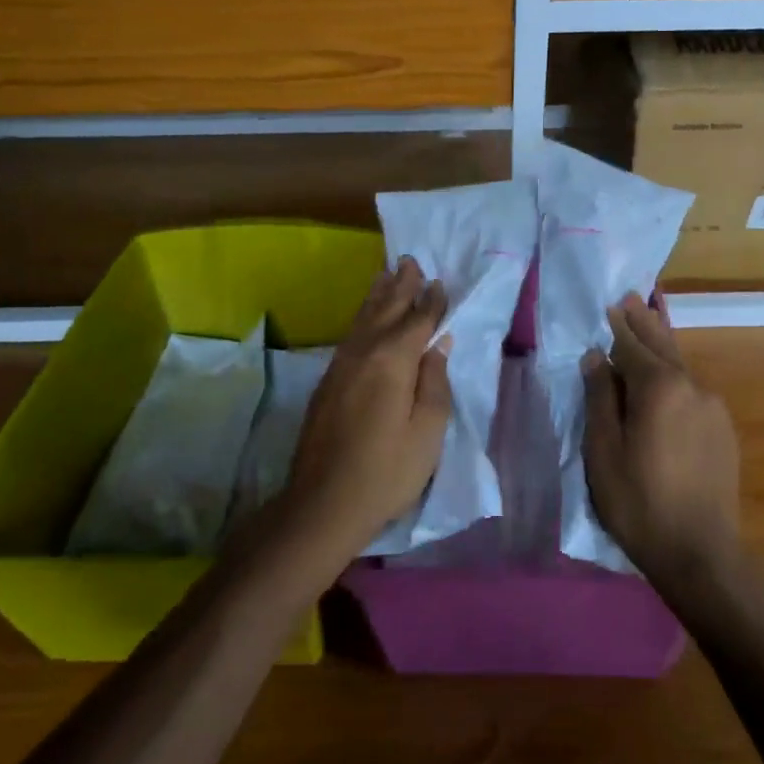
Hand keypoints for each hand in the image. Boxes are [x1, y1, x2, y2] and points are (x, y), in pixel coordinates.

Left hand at [285, 257, 454, 552]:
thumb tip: (437, 345)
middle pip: (386, 310)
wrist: (323, 503)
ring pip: (363, 319)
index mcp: (392, 361)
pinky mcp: (328, 381)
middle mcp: (363, 353)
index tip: (440, 282)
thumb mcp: (427, 432)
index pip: (417, 321)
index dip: (431, 302)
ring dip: (378, 295)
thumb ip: (434, 382)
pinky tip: (366, 318)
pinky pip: (351, 334)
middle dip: (401, 285)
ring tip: (387, 274)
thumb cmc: (386, 471)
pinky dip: (362, 317)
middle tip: (410, 261)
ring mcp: (340, 366)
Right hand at [582, 293, 740, 580]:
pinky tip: (667, 378)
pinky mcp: (723, 430)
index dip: (620, 326)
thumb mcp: (604, 450)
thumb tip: (596, 357)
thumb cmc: (639, 502)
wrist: (701, 552)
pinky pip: (693, 389)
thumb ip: (600, 398)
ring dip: (662, 346)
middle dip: (645, 322)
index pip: (634, 345)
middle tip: (632, 299)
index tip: (612, 304)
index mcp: (659, 388)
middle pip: (664, 346)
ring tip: (648, 327)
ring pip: (681, 367)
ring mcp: (713, 408)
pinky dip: (675, 374)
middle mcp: (692, 387)